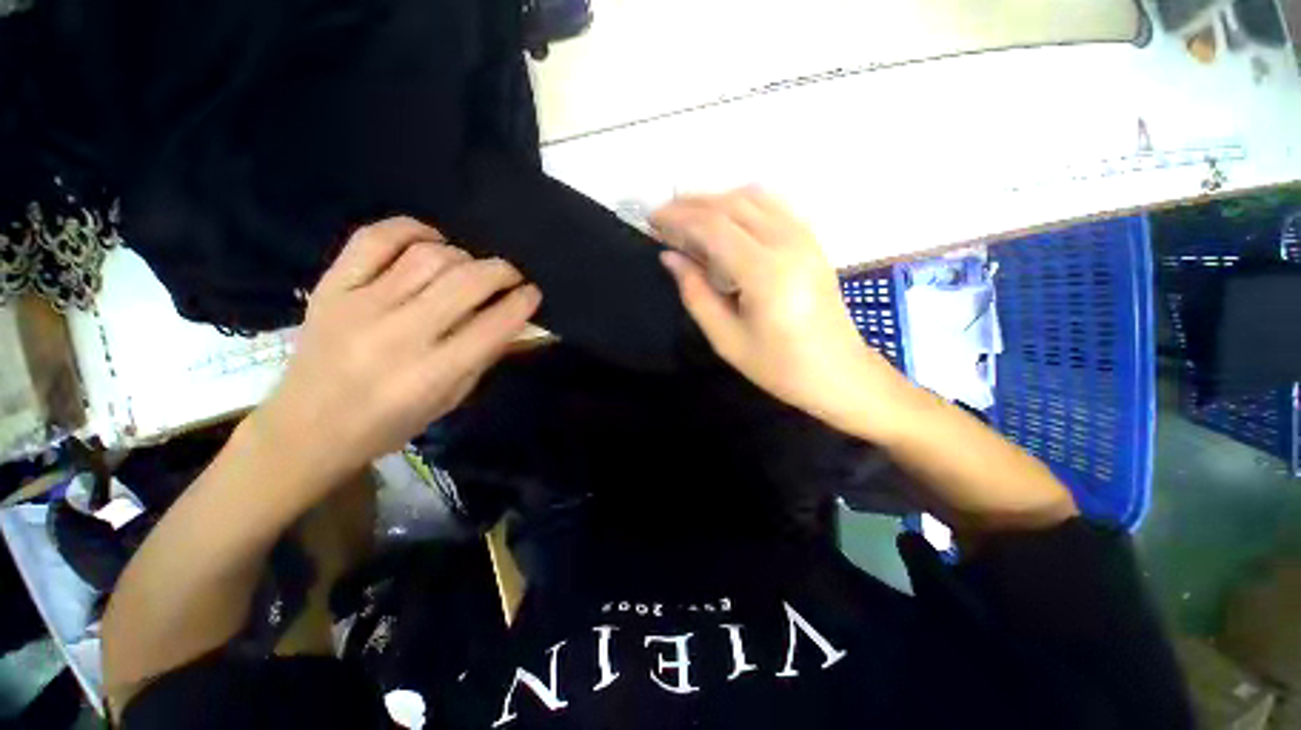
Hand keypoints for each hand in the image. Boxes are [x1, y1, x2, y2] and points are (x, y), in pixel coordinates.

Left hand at [253, 217, 540, 482]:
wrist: (307, 428)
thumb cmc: (390, 423)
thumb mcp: (451, 400)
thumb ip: (484, 355)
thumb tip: (513, 317)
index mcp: (431, 374)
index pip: (492, 326)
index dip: (522, 303)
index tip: (533, 293)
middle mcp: (397, 335)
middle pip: (464, 282)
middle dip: (501, 271)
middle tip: (511, 275)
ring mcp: (359, 306)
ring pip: (427, 257)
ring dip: (463, 255)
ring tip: (470, 267)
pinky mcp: (331, 287)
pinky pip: (374, 239)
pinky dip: (411, 230)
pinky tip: (430, 240)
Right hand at [651, 187, 900, 429]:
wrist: (838, 373)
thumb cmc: (779, 366)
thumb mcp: (726, 339)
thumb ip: (695, 293)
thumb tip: (670, 257)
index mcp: (765, 273)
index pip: (714, 227)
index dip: (678, 218)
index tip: (652, 221)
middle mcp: (788, 243)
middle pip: (732, 204)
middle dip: (692, 204)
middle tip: (664, 217)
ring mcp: (805, 237)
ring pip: (753, 197)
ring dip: (716, 200)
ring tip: (689, 218)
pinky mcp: (812, 241)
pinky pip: (772, 206)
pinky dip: (741, 204)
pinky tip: (725, 222)